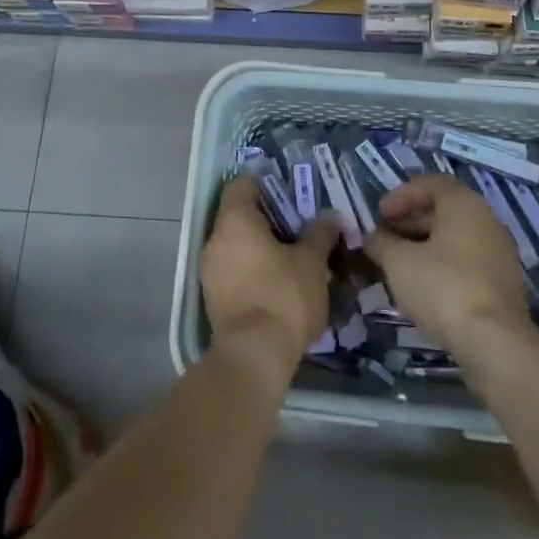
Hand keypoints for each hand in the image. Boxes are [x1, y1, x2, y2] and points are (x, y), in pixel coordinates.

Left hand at [202, 177, 339, 363]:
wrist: (254, 356)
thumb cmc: (283, 296)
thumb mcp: (311, 262)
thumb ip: (320, 234)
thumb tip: (329, 217)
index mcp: (235, 219)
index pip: (242, 184)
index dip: (265, 182)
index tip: (289, 190)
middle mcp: (215, 239)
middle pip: (238, 214)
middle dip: (266, 217)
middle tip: (297, 224)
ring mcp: (210, 270)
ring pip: (235, 244)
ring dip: (258, 245)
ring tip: (290, 255)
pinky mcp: (213, 298)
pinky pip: (232, 269)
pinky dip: (251, 268)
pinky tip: (276, 282)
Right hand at [364, 176, 530, 357]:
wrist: (495, 344)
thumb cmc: (443, 287)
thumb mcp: (399, 262)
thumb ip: (382, 243)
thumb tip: (373, 238)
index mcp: (464, 204)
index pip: (430, 184)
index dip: (401, 195)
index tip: (379, 215)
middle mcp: (486, 220)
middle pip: (443, 210)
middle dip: (410, 222)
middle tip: (385, 239)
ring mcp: (498, 253)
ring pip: (455, 238)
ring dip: (424, 245)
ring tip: (399, 264)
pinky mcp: (502, 285)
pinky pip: (466, 262)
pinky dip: (442, 265)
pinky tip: (423, 286)